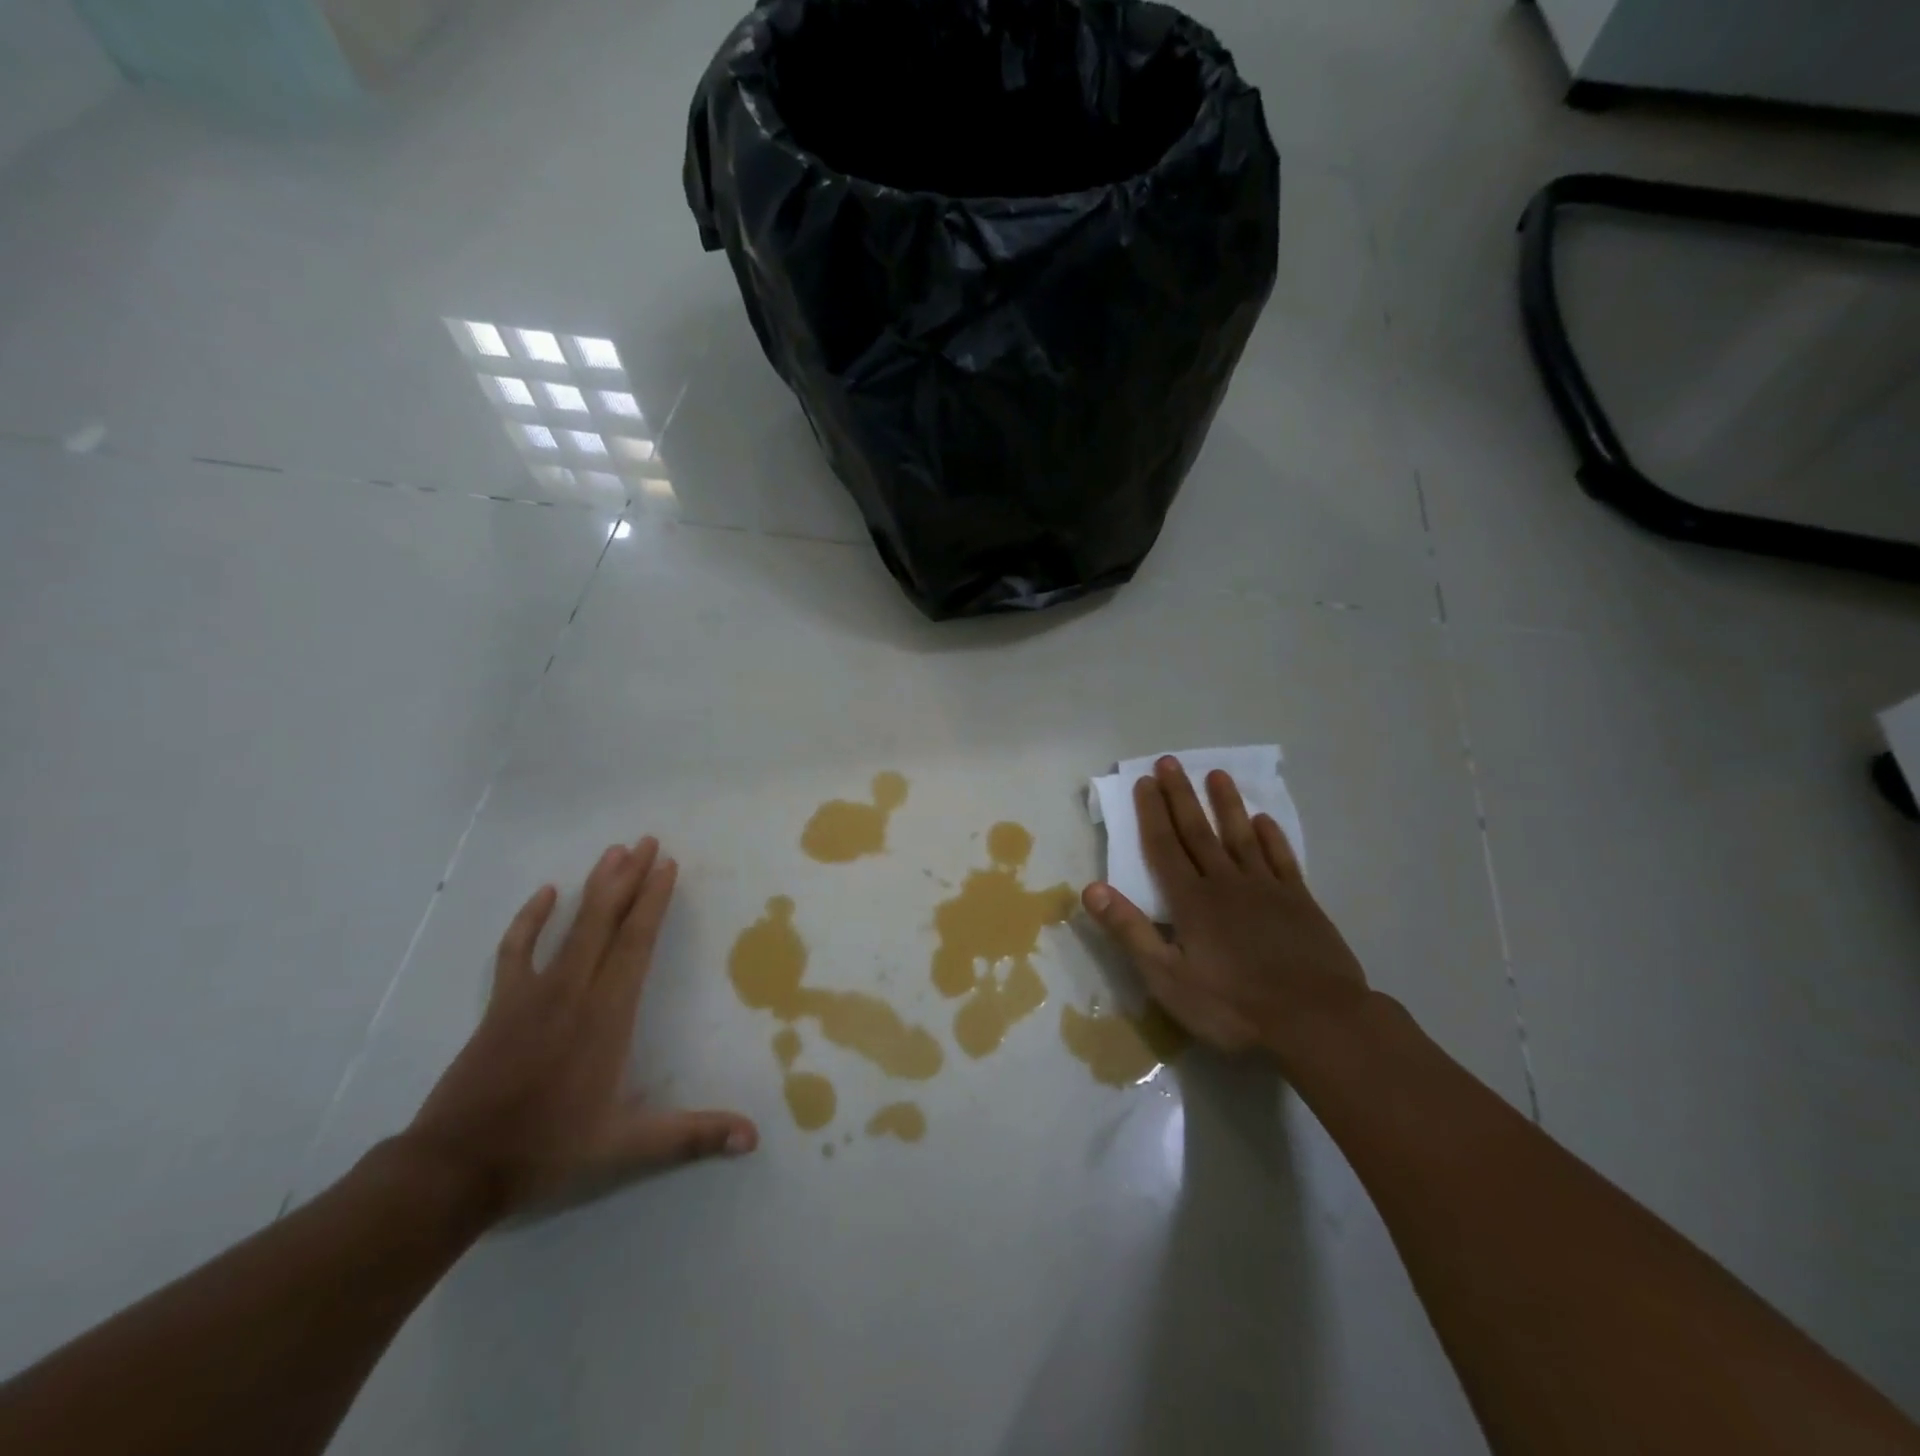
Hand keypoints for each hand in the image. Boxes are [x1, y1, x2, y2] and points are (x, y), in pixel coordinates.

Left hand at [403, 837, 757, 1218]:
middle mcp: (573, 992)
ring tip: (613, 852)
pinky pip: (517, 950)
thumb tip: (754, 1137)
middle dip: (629, 878)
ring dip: (594, 888)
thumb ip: (691, 1136)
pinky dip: (530, 919)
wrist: (452, 1170)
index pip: (636, 944)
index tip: (667, 865)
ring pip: (570, 927)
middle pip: (606, 922)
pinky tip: (545, 893)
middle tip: (647, 840)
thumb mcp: (625, 1148)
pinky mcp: (501, 1004)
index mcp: (607, 1016)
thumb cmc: (547, 1151)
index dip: (654, 902)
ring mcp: (532, 994)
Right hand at [1082, 758, 1369, 1063]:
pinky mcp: (1300, 901)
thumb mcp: (1168, 978)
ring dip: (1226, 804)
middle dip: (1181, 795)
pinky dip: (1271, 837)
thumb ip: (1130, 931)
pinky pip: (1281, 859)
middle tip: (1170, 762)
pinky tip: (1264, 820)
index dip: (1152, 813)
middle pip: (1198, 831)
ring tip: (1217, 774)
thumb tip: (1091, 888)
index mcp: (1191, 901)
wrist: (1317, 1021)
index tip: (1144, 781)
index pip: (1164, 847)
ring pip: (1240, 836)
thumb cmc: (1234, 1005)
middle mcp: (1226, 883)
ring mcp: (1266, 888)